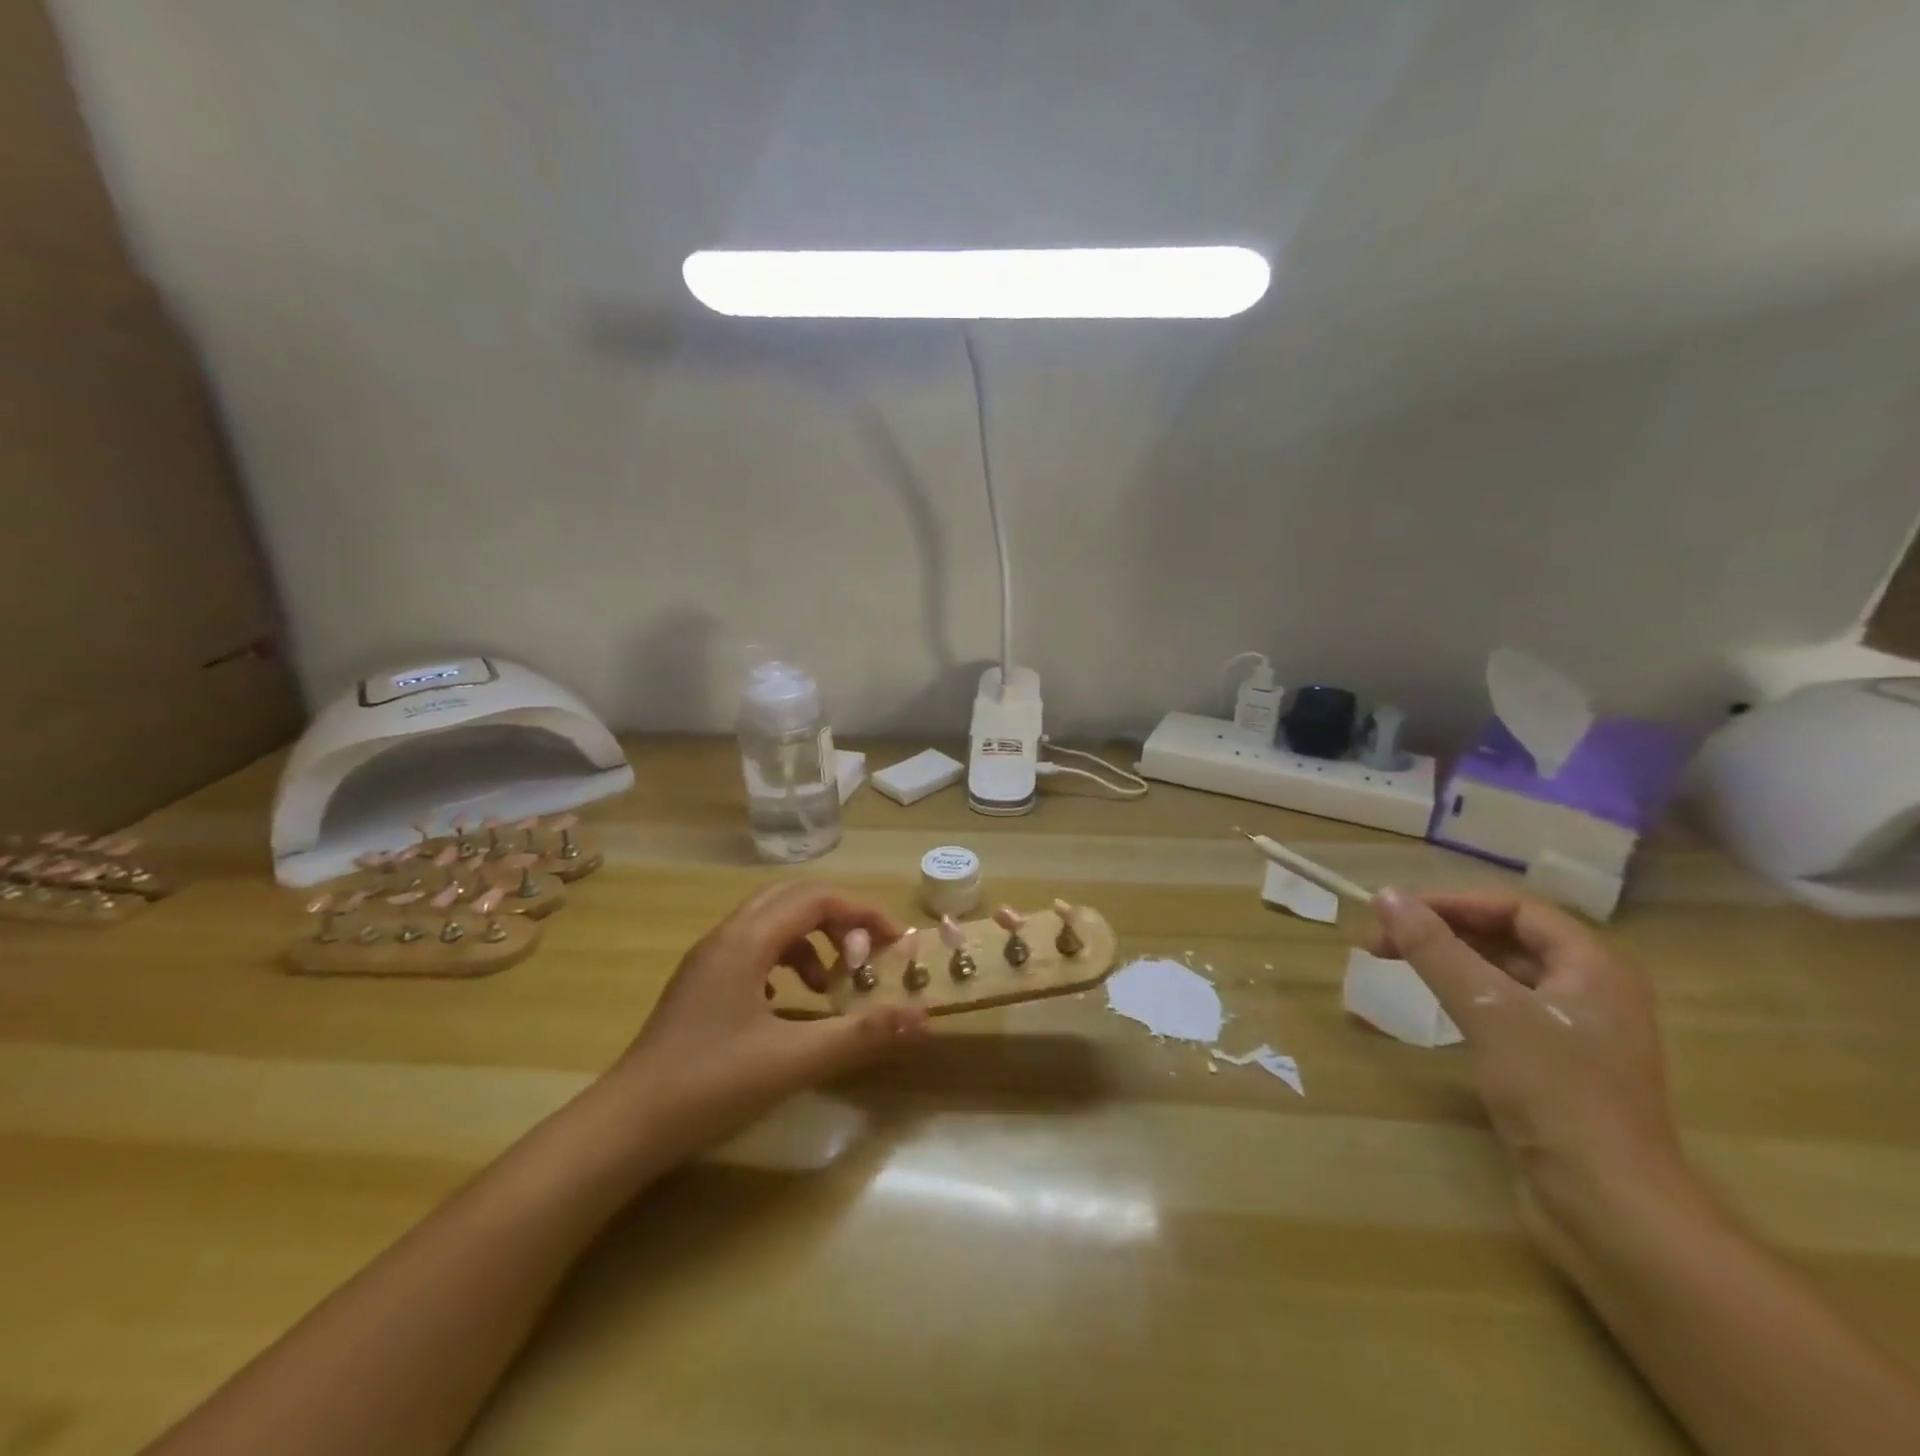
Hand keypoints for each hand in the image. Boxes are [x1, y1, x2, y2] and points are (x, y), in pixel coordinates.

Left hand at [609, 882, 929, 1163]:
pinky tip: (787, 1003)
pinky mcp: (698, 985)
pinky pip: (751, 950)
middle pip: (792, 899)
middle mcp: (726, 937)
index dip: (860, 913)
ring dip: (808, 941)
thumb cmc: (711, 1083)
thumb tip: (922, 1017)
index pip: (815, 899)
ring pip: (769, 923)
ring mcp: (707, 960)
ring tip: (828, 985)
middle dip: (836, 919)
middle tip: (864, 953)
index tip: (892, 943)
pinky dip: (782, 961)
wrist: (626, 1126)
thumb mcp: (795, 1059)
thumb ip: (861, 1034)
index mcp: (747, 941)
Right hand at [1370, 889, 1696, 1257]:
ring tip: (1396, 966)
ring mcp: (1580, 1033)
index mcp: (1594, 968)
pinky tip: (1432, 1010)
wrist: (1609, 1206)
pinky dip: (1464, 999)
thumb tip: (1386, 896)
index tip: (1398, 912)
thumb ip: (1435, 949)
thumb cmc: (1554, 1092)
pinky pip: (1505, 1013)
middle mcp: (1594, 992)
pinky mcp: (1560, 1069)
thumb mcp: (1487, 1009)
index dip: (1454, 903)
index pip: (1517, 909)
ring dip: (1450, 964)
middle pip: (1510, 939)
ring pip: (1504, 977)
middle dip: (1444, 933)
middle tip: (1383, 941)